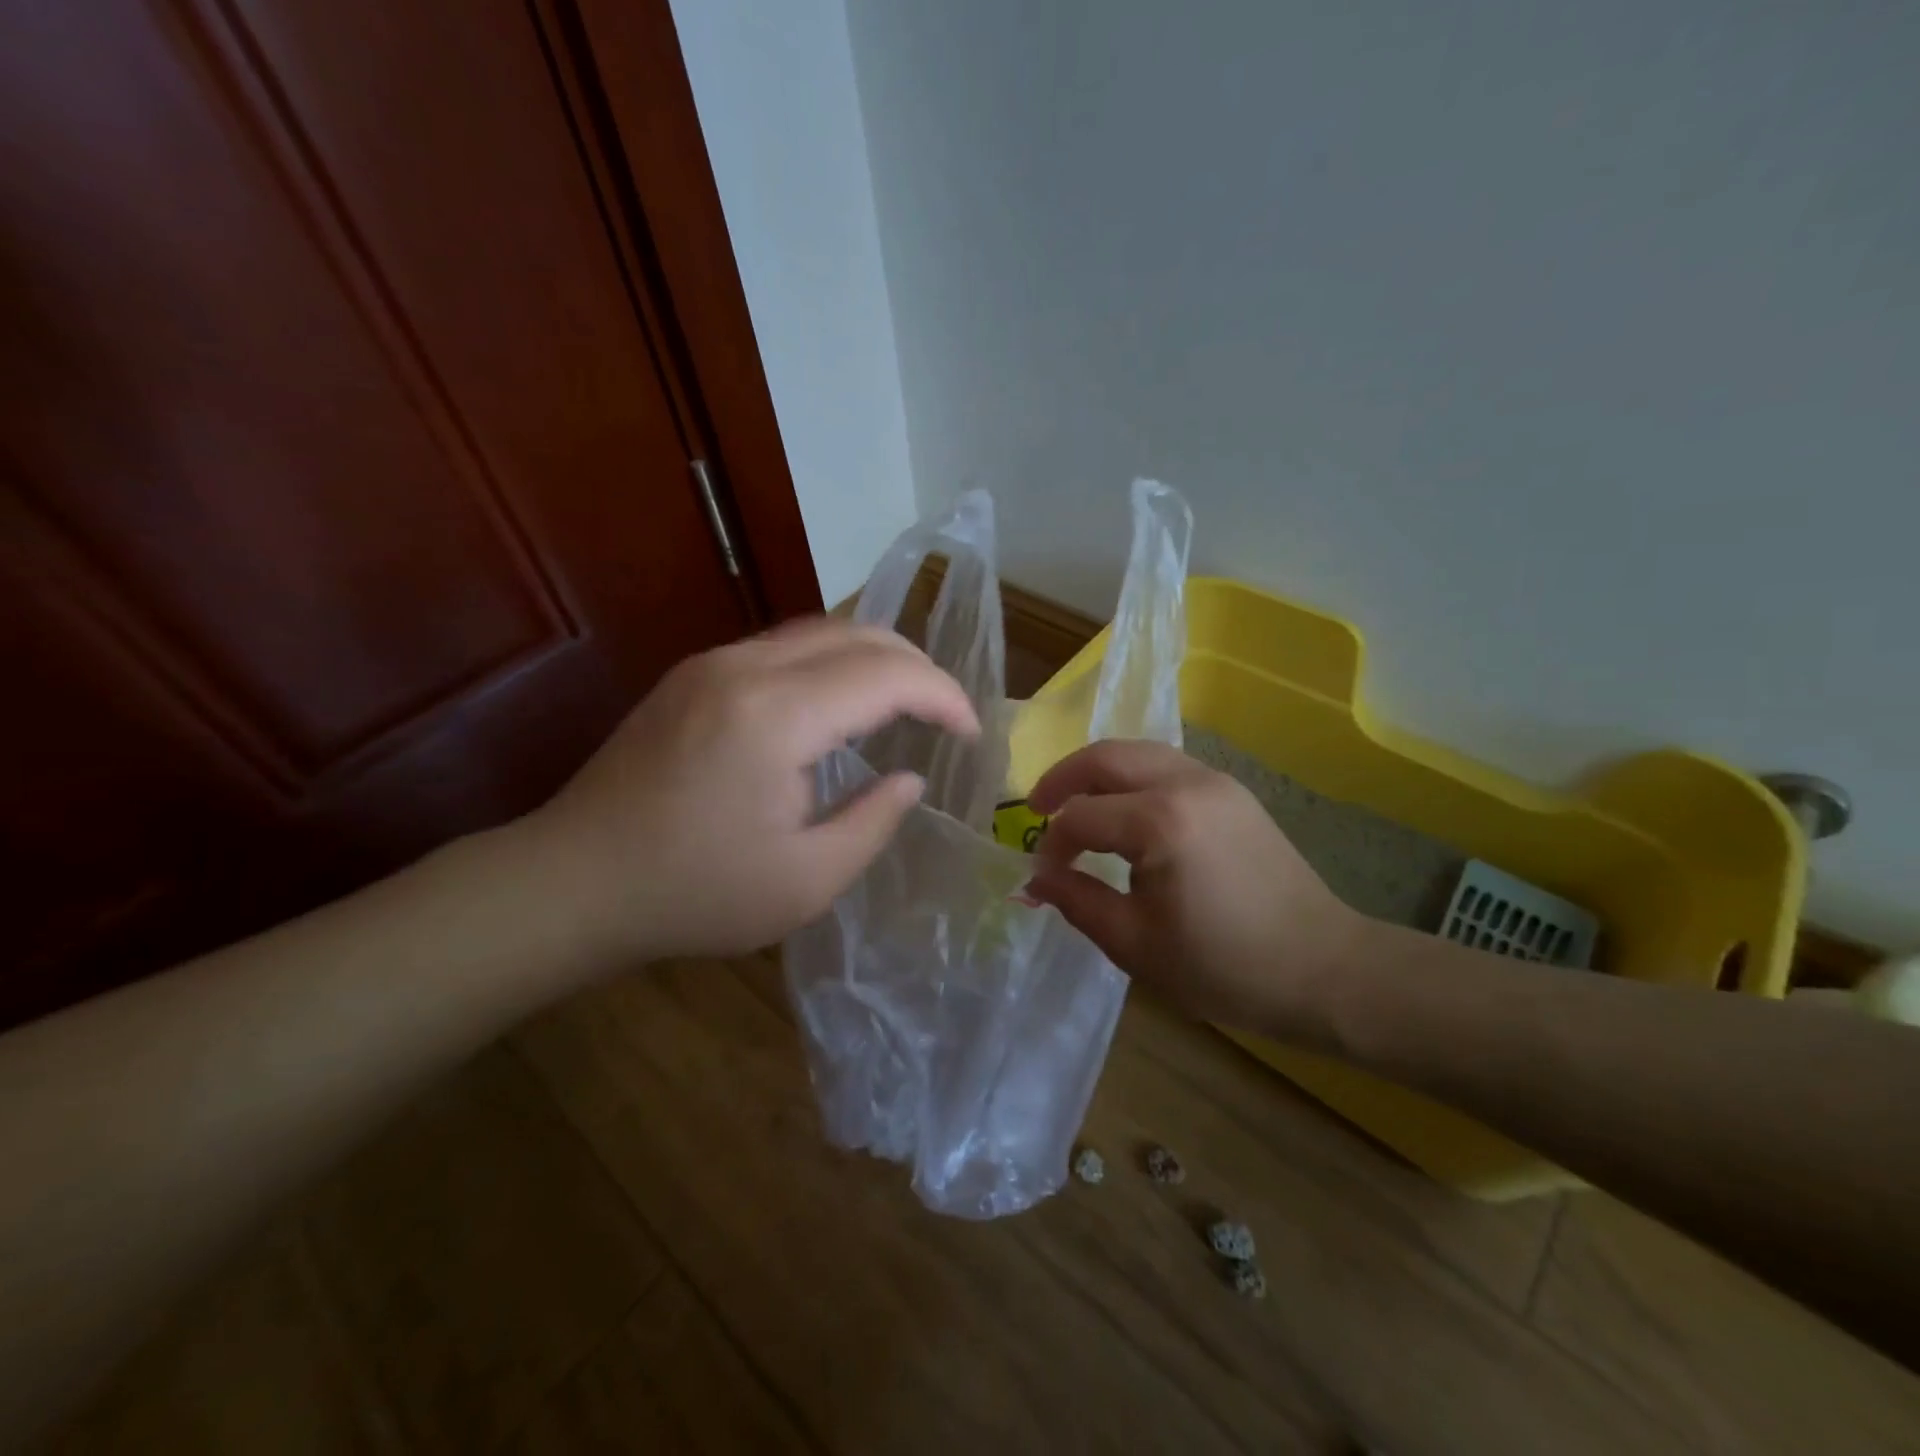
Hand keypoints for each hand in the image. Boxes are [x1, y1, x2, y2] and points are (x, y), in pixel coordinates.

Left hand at [519, 617, 978, 964]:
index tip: (970, 733)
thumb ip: (873, 822)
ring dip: (876, 657)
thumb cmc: (693, 893)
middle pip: (858, 634)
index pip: (887, 675)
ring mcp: (712, 663)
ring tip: (907, 701)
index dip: (943, 696)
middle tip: (947, 713)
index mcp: (776, 717)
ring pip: (820, 630)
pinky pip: (784, 647)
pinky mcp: (694, 673)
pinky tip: (841, 703)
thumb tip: (909, 778)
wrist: (572, 882)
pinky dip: (833, 662)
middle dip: (918, 666)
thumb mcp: (805, 882)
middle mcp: (745, 668)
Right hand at [1026, 740, 1368, 1037]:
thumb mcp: (1136, 944)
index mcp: (1160, 822)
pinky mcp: (1233, 792)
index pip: (1081, 816)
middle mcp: (1186, 783)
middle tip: (1036, 807)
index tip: (1044, 877)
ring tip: (1075, 805)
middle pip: (1106, 756)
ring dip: (1098, 772)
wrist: (1324, 969)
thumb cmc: (1225, 966)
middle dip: (1063, 778)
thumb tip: (1033, 879)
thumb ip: (1077, 902)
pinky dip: (1133, 777)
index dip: (1053, 844)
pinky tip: (1125, 811)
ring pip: (1138, 752)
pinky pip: (1167, 766)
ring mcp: (1215, 781)